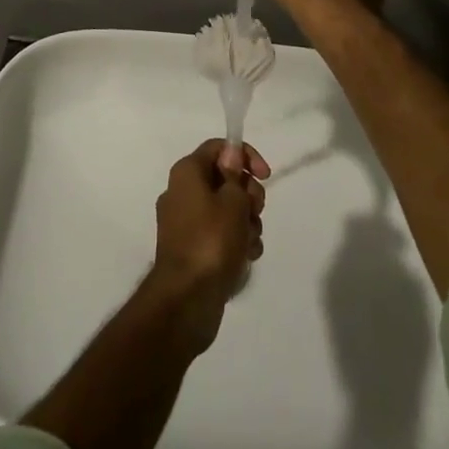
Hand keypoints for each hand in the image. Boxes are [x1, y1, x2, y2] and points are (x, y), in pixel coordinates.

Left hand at [147, 140, 269, 352]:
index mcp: (187, 173)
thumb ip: (236, 175)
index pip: (218, 148)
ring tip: (249, 241)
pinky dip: (237, 242)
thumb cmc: (211, 241)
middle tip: (255, 212)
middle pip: (225, 179)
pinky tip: (246, 257)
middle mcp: (183, 192)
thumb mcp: (233, 201)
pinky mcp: (194, 249)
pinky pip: (221, 234)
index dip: (245, 156)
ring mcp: (187, 222)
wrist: (187, 300)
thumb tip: (230, 156)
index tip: (265, 176)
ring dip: (246, 222)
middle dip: (248, 194)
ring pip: (227, 209)